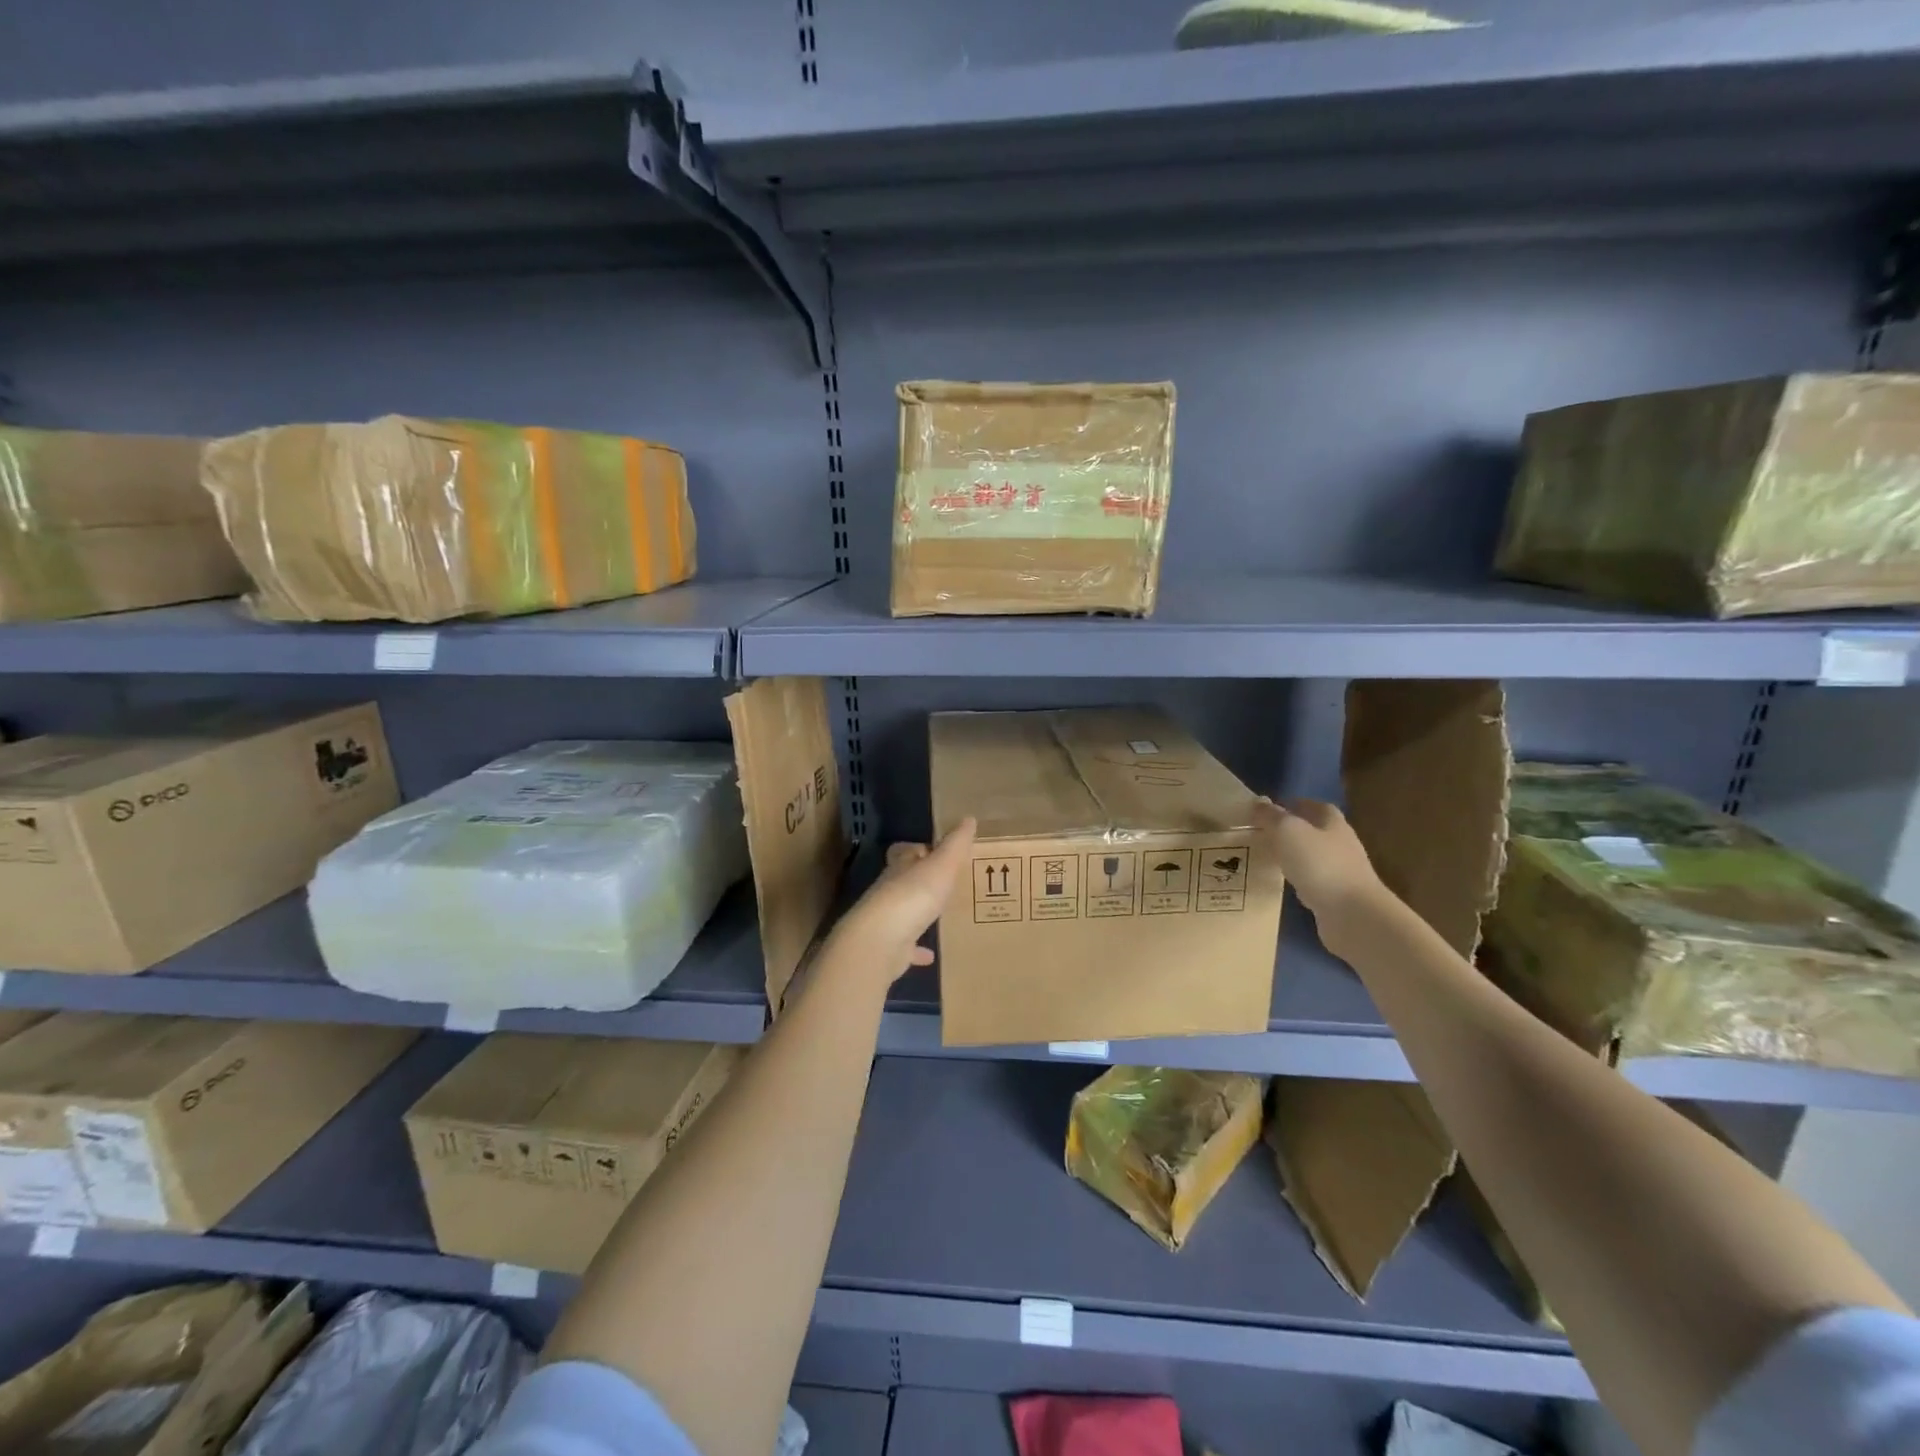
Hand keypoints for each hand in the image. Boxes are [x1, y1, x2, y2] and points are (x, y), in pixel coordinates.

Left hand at [828, 818, 976, 984]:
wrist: (881, 941)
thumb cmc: (913, 895)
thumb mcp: (942, 865)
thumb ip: (955, 844)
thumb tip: (969, 818)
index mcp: (900, 868)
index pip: (905, 852)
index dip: (918, 850)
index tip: (935, 852)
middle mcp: (889, 891)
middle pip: (903, 881)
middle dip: (920, 882)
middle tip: (944, 885)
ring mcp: (886, 921)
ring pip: (903, 913)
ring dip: (917, 914)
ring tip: (939, 917)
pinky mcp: (888, 949)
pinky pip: (905, 947)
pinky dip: (916, 950)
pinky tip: (930, 956)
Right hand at [1253, 797, 1382, 920]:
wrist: (1353, 915)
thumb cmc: (1320, 864)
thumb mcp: (1288, 831)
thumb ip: (1272, 816)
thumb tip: (1258, 802)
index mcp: (1333, 823)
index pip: (1314, 806)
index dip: (1293, 804)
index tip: (1268, 810)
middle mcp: (1341, 844)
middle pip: (1315, 831)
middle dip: (1291, 831)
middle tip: (1263, 833)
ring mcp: (1342, 872)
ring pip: (1313, 857)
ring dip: (1294, 856)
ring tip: (1268, 857)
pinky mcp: (1338, 897)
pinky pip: (1313, 881)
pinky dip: (1299, 880)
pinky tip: (1284, 885)